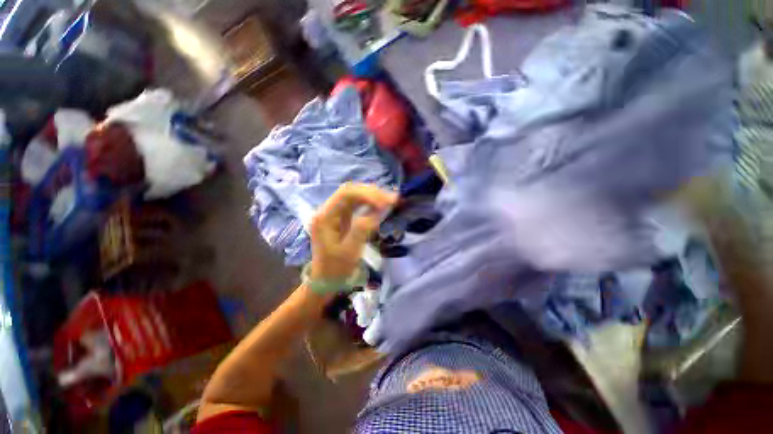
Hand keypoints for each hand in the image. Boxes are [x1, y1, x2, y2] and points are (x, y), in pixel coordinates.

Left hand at [309, 183, 397, 280]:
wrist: (326, 279)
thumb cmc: (336, 268)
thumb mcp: (350, 251)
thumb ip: (362, 229)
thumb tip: (377, 211)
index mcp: (325, 217)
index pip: (346, 194)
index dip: (367, 195)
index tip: (385, 204)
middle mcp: (327, 210)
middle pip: (350, 191)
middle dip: (372, 193)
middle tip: (392, 199)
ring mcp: (334, 213)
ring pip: (354, 196)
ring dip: (372, 196)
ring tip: (390, 200)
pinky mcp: (341, 217)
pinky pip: (356, 204)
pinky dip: (369, 202)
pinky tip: (380, 205)